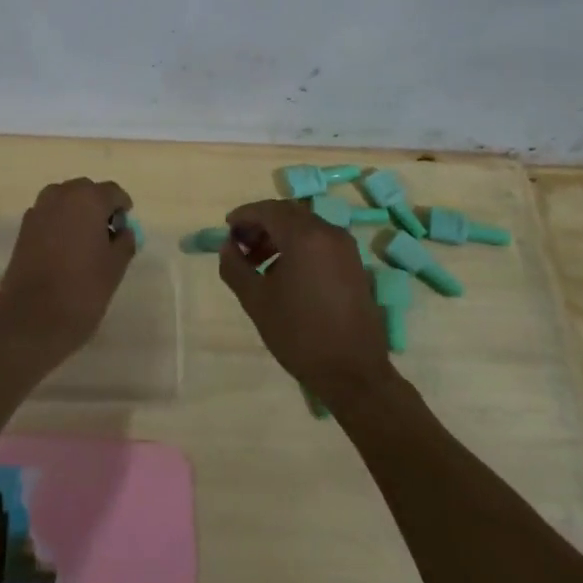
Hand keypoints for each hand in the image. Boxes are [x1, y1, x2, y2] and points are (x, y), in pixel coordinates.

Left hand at [0, 178, 135, 373]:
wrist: (33, 319)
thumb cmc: (83, 290)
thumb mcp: (115, 267)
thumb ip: (124, 242)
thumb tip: (123, 231)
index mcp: (87, 199)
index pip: (112, 191)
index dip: (122, 207)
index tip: (126, 226)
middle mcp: (60, 196)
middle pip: (85, 190)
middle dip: (98, 205)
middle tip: (108, 233)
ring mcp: (38, 210)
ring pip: (64, 200)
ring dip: (76, 212)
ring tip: (85, 240)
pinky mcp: (23, 229)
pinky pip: (48, 215)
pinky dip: (59, 223)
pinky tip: (64, 248)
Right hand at [217, 199, 396, 408]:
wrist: (352, 372)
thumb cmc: (299, 334)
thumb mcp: (256, 300)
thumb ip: (235, 267)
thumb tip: (227, 246)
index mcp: (304, 237)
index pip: (268, 210)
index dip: (244, 215)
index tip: (227, 229)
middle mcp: (329, 233)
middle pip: (288, 213)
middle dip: (261, 224)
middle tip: (240, 245)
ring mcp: (346, 248)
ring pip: (305, 226)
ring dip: (279, 235)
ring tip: (258, 262)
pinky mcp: (355, 265)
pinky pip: (320, 241)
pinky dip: (298, 246)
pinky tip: (284, 273)